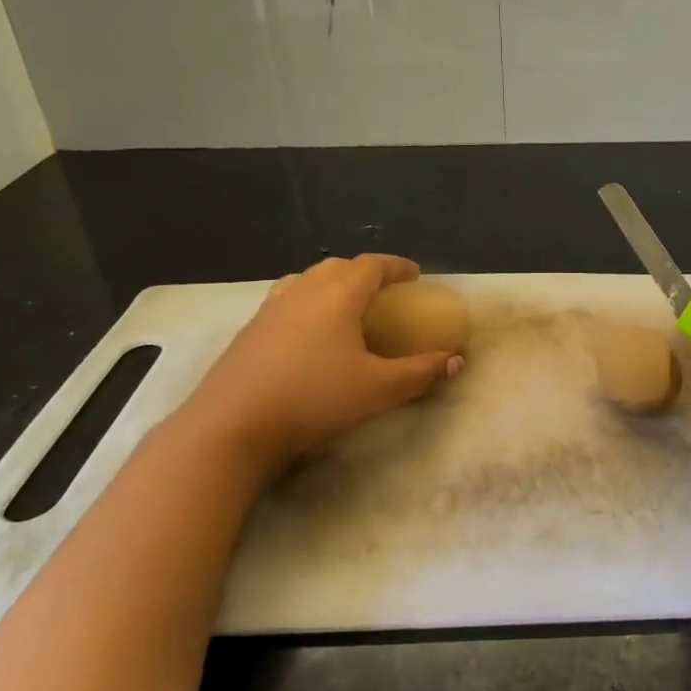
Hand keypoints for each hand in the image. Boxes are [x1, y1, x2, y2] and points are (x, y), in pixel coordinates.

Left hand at [178, 255, 461, 467]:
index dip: (396, 266)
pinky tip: (308, 334)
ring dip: (332, 285)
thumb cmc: (315, 398)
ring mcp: (270, 309)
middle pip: (337, 267)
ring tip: (345, 307)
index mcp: (337, 294)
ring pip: (306, 281)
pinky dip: (306, 304)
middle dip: (364, 273)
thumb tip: (457, 361)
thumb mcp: (379, 390)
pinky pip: (286, 302)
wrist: (233, 425)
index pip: (371, 265)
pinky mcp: (249, 331)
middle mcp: (302, 291)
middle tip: (384, 292)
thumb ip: (421, 372)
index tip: (415, 275)